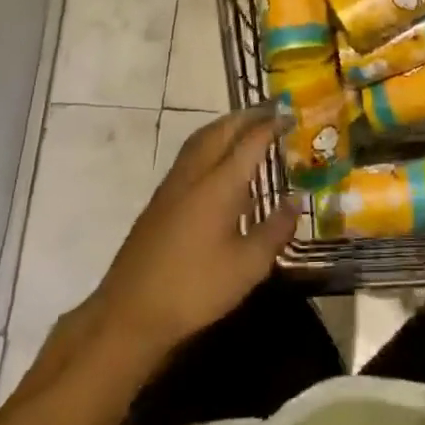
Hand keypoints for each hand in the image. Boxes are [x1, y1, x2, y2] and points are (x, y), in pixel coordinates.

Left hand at [92, 107, 298, 362]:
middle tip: (271, 111)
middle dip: (247, 116)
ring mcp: (172, 186)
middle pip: (221, 130)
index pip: (250, 141)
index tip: (291, 116)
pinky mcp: (160, 201)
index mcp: (219, 185)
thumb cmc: (195, 289)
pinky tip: (221, 164)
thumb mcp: (248, 266)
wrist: (129, 314)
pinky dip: (211, 143)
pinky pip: (190, 155)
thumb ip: (275, 230)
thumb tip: (295, 202)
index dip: (272, 125)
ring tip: (248, 126)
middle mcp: (195, 174)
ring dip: (226, 126)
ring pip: (201, 139)